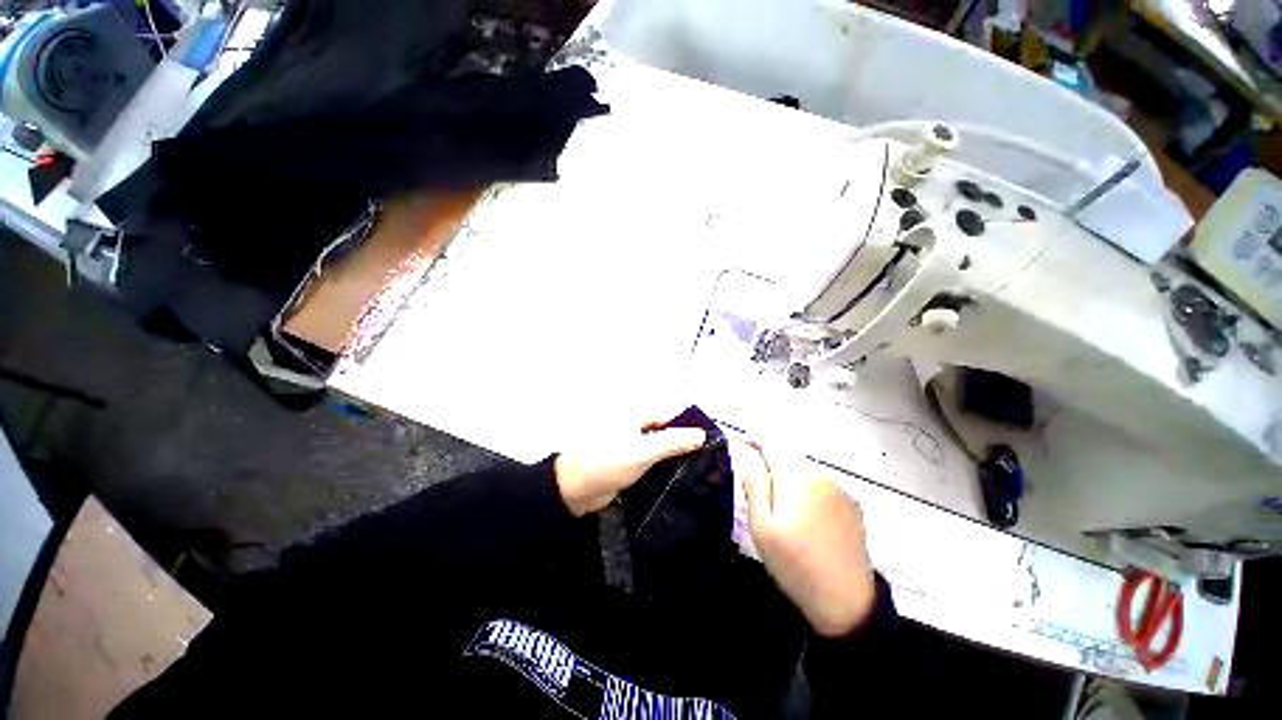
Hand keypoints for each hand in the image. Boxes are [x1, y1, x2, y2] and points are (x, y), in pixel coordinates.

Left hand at [555, 424, 706, 516]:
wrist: (574, 491)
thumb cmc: (607, 462)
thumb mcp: (643, 451)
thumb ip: (672, 442)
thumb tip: (701, 434)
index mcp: (636, 416)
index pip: (669, 416)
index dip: (688, 427)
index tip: (707, 442)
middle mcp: (634, 428)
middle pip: (665, 432)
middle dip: (683, 444)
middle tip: (706, 459)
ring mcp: (631, 447)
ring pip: (659, 449)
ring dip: (674, 458)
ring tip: (698, 471)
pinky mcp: (628, 465)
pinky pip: (651, 463)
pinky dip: (662, 469)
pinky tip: (677, 480)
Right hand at [735, 441, 877, 636]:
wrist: (847, 602)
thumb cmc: (795, 563)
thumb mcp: (762, 525)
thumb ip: (753, 483)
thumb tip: (744, 452)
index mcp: (797, 475)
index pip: (771, 443)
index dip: (753, 440)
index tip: (739, 444)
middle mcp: (821, 473)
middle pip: (788, 454)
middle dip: (770, 461)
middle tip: (756, 486)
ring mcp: (840, 488)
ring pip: (805, 469)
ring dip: (789, 475)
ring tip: (780, 505)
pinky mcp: (853, 504)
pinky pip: (822, 484)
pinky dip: (807, 488)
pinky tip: (805, 515)